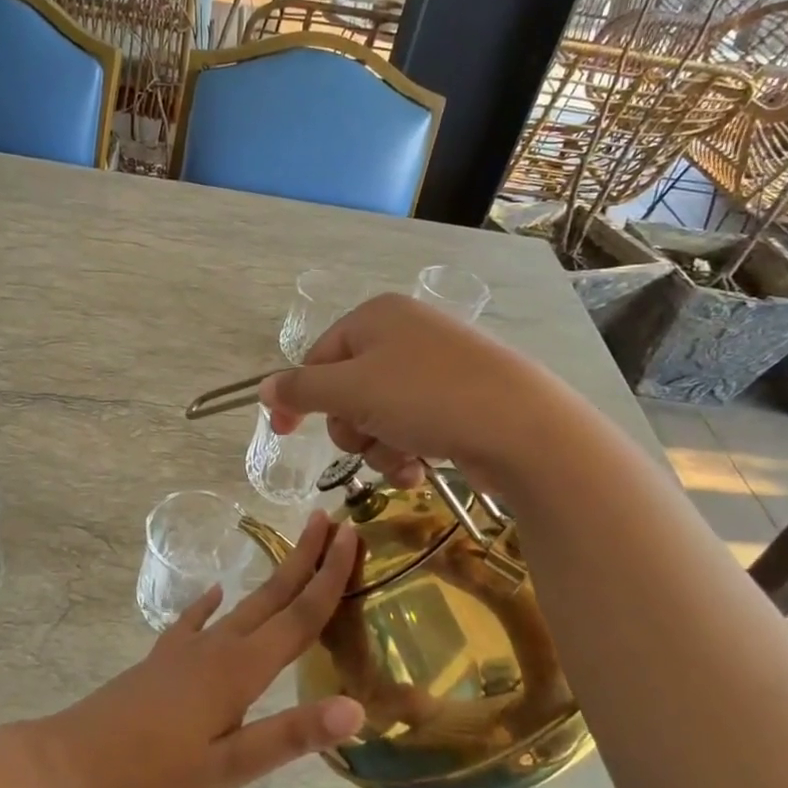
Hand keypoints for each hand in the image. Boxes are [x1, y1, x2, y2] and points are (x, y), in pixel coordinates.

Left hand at [35, 512, 365, 787]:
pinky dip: (210, 604)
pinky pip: (194, 620)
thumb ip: (290, 735)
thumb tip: (357, 707)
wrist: (72, 766)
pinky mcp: (162, 660)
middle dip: (305, 558)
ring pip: (241, 604)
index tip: (352, 536)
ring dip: (271, 577)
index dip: (330, 576)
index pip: (299, 616)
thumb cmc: (153, 777)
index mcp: (240, 670)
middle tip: (330, 521)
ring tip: (291, 553)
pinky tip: (215, 594)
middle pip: (272, 595)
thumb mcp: (228, 769)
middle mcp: (217, 647)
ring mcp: (185, 649)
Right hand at [260, 293, 520, 485]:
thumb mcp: (352, 390)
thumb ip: (301, 389)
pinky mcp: (457, 401)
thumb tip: (264, 390)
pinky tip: (419, 470)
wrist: (523, 428)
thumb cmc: (426, 397)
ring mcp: (434, 368)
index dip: (299, 397)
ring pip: (376, 416)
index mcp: (376, 317)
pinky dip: (406, 452)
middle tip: (367, 439)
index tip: (284, 433)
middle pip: (346, 390)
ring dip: (378, 447)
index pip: (317, 357)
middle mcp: (404, 335)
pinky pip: (410, 427)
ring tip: (402, 460)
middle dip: (351, 426)